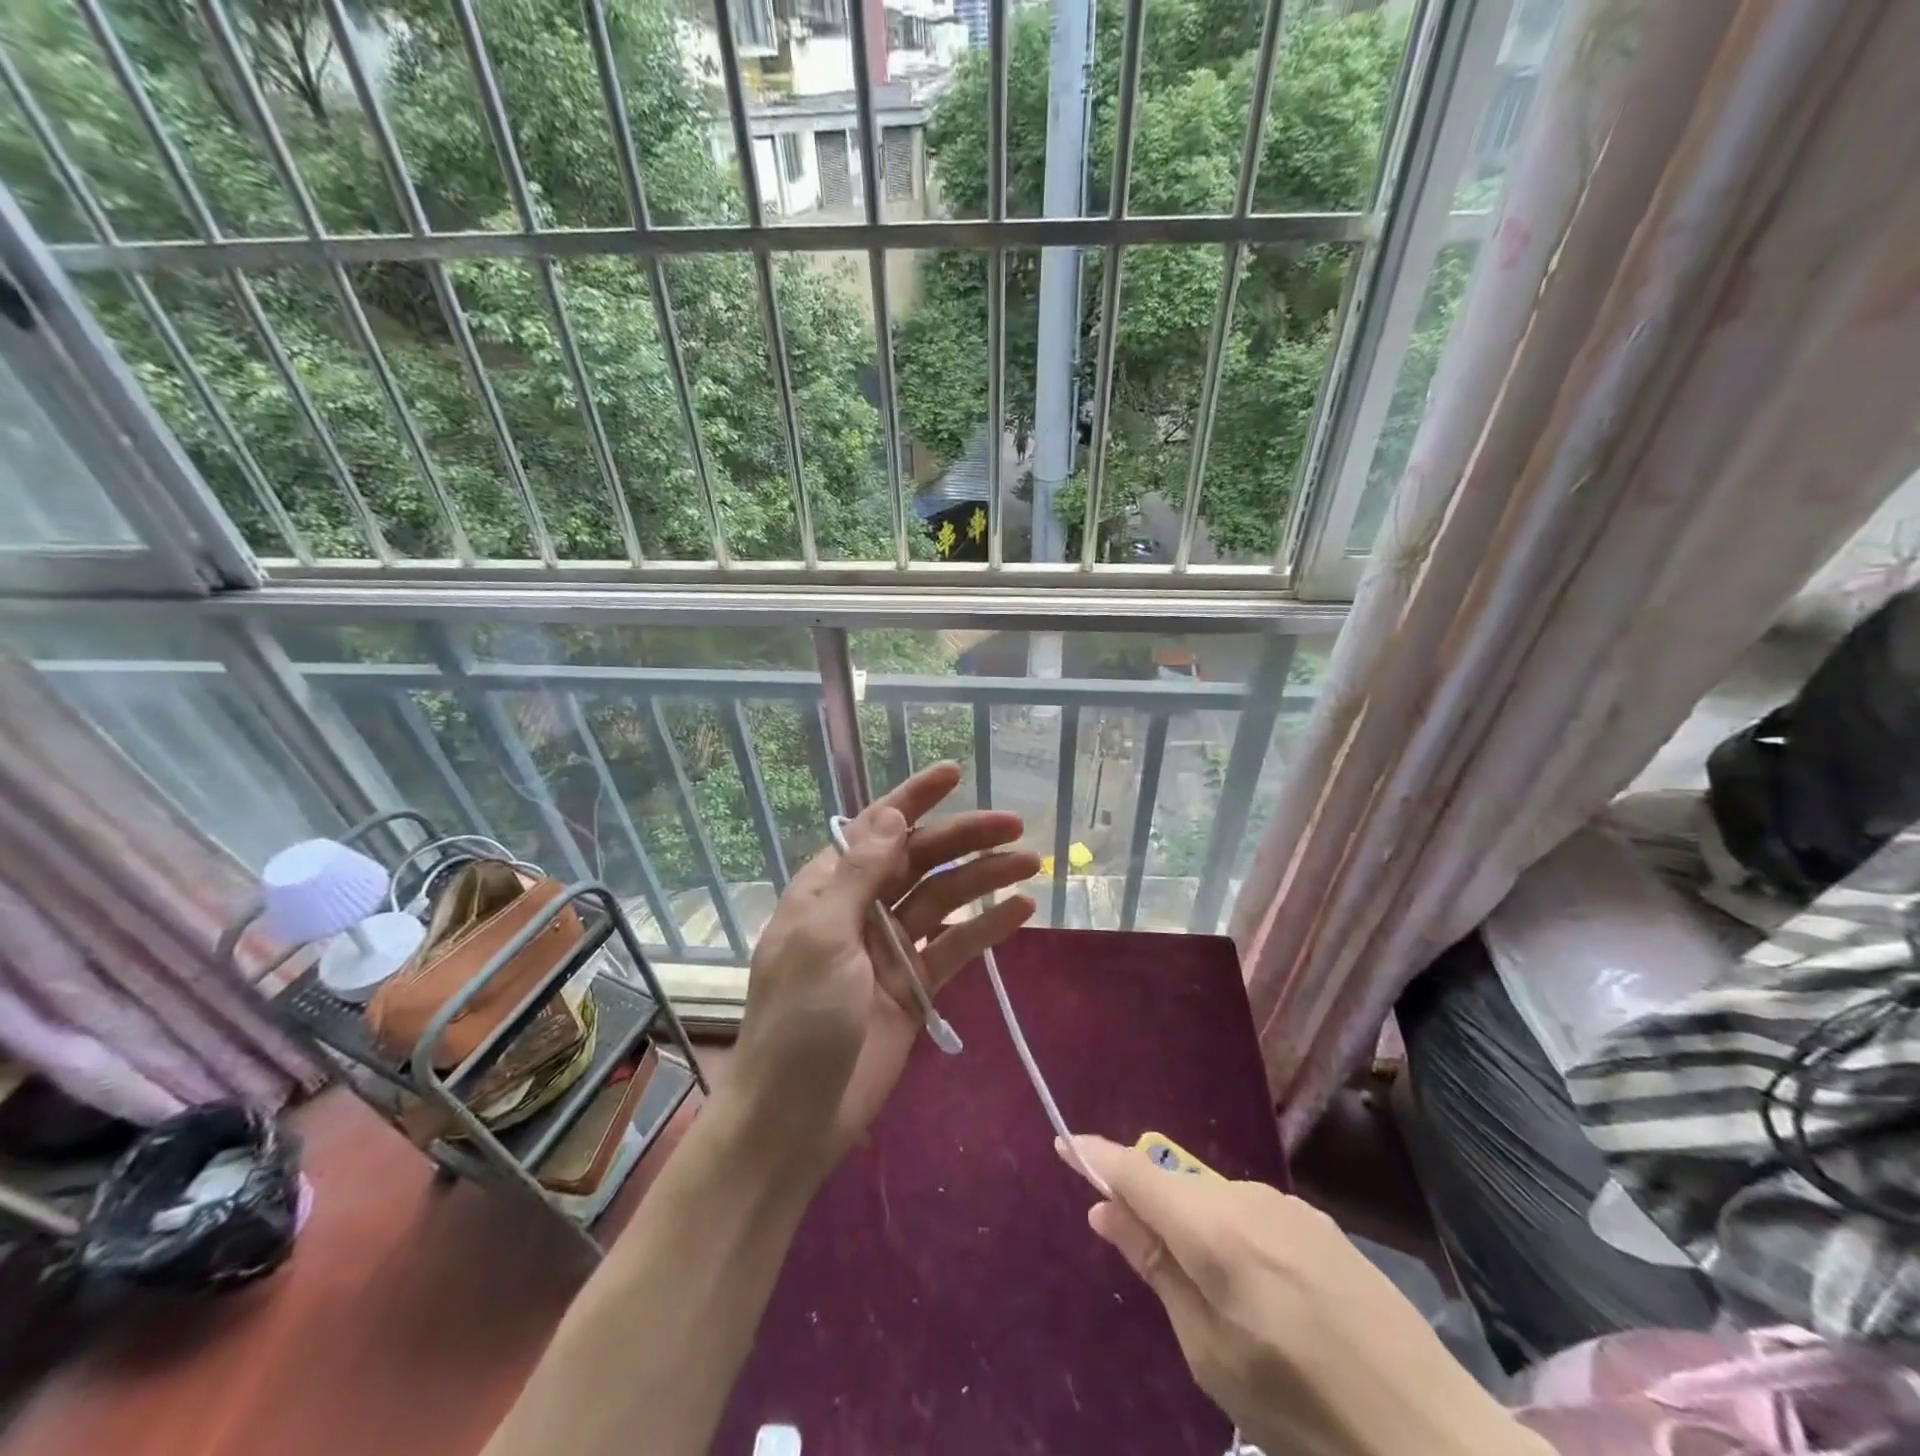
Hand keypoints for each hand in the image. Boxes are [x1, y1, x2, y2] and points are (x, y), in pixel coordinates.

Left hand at [727, 762, 1037, 1170]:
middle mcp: (860, 909)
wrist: (794, 1119)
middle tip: (1015, 824)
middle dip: (963, 837)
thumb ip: (860, 874)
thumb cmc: (798, 1020)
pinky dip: (986, 928)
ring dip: (983, 878)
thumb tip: (891, 816)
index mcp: (828, 889)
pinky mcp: (914, 986)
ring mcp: (890, 948)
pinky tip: (1021, 910)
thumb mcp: (823, 937)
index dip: (913, 799)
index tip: (954, 772)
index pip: (875, 828)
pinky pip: (955, 947)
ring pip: (943, 899)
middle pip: (919, 859)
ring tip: (1030, 861)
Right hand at [1065, 1136, 1549, 1455]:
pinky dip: (1234, 1237)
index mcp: (1216, 1231)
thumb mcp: (1211, 1355)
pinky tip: (1269, 1299)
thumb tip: (1104, 1210)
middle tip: (1150, 1267)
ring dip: (1197, 1229)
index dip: (1096, 1156)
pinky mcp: (1319, 1223)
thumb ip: (1156, 1268)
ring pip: (1215, 1201)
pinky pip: (1253, 1214)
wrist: (1435, 1436)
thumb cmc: (1305, 1410)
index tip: (1063, 1142)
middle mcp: (1248, 1198)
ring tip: (1225, 1306)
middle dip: (1150, 1208)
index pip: (1136, 1172)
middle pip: (1175, 1185)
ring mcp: (1289, 1206)